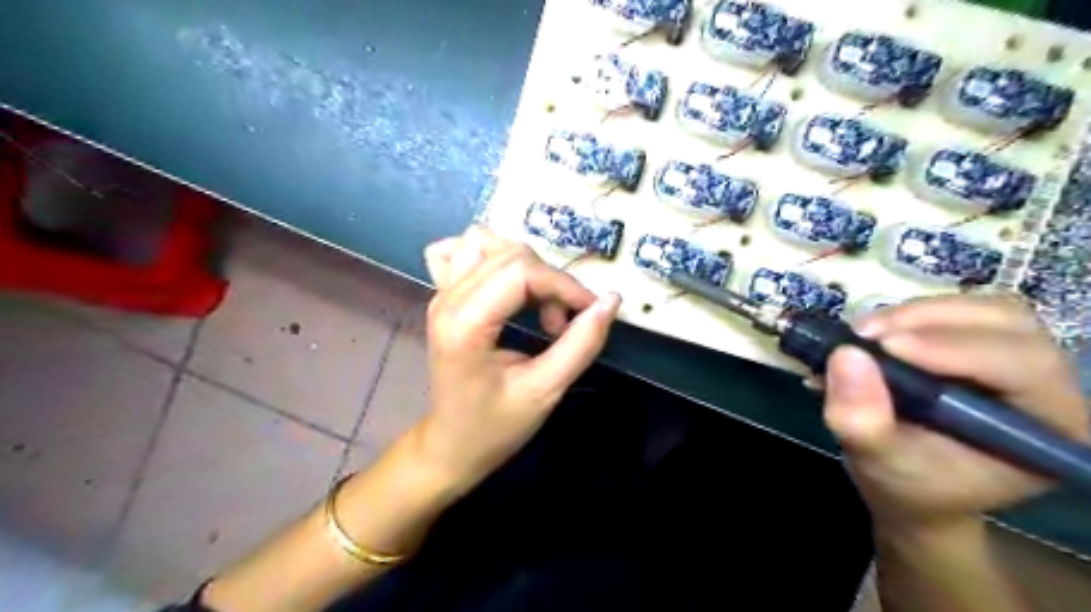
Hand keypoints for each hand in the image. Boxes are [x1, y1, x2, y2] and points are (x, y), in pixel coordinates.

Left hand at [407, 227, 616, 488]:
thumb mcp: (546, 390)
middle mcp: (446, 299)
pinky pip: (460, 251)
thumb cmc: (496, 426)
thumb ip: (581, 344)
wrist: (452, 445)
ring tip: (535, 303)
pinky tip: (502, 284)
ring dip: (523, 265)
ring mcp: (440, 293)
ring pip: (484, 241)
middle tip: (559, 325)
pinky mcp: (443, 295)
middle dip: (549, 281)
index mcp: (465, 324)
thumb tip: (610, 301)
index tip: (590, 311)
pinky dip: (488, 256)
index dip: (564, 285)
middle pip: (509, 253)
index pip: (521, 272)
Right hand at [823, 295, 1085, 528]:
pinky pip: (953, 311)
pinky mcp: (980, 345)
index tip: (885, 346)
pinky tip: (873, 335)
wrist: (911, 486)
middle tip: (865, 334)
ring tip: (863, 334)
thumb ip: (862, 420)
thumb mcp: (879, 463)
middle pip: (1006, 323)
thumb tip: (845, 354)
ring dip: (914, 314)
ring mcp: (1015, 359)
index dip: (955, 348)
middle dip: (929, 321)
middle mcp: (1048, 384)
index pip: (1022, 365)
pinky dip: (906, 316)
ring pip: (979, 309)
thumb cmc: (909, 486)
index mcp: (1050, 426)